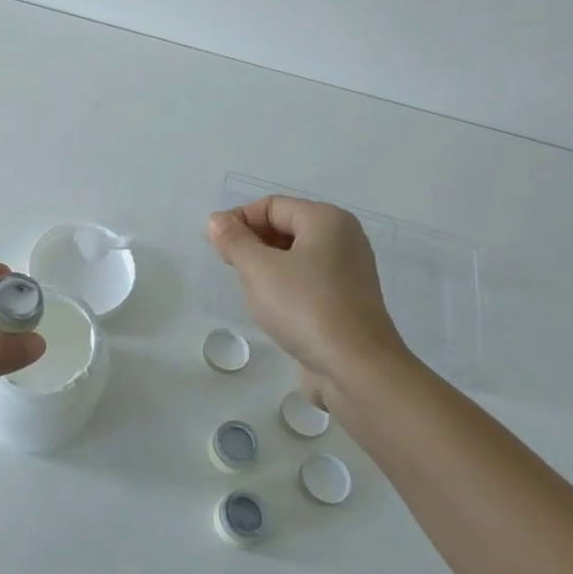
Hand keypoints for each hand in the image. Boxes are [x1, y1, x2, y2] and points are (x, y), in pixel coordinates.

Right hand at [205, 197, 411, 402]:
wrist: (356, 368)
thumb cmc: (304, 306)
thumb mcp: (258, 269)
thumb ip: (233, 240)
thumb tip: (216, 220)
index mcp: (327, 219)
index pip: (271, 205)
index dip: (239, 220)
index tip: (217, 248)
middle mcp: (344, 238)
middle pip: (285, 227)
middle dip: (252, 243)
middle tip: (231, 269)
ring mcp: (349, 271)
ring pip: (295, 256)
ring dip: (267, 267)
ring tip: (251, 290)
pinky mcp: (347, 301)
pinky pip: (308, 280)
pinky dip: (286, 286)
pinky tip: (273, 308)